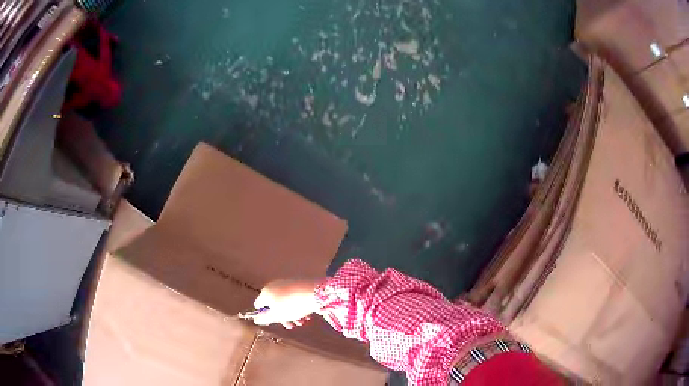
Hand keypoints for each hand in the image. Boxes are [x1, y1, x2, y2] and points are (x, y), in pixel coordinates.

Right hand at [252, 278, 321, 328]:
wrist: (315, 292)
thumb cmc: (292, 306)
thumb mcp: (277, 315)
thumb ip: (265, 318)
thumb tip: (256, 319)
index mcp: (266, 292)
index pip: (259, 304)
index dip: (264, 315)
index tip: (274, 321)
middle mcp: (275, 286)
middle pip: (274, 305)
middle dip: (283, 317)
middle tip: (291, 325)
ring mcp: (287, 284)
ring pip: (286, 303)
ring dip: (293, 315)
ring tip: (302, 322)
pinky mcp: (299, 285)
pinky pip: (295, 298)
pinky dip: (299, 307)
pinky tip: (307, 315)